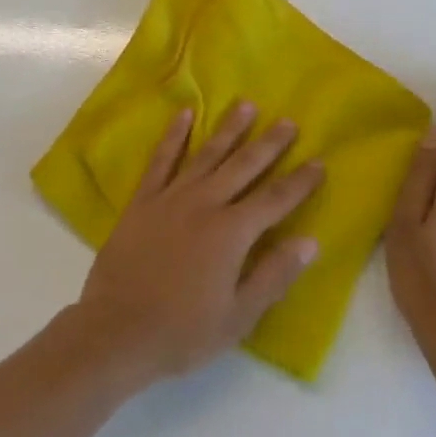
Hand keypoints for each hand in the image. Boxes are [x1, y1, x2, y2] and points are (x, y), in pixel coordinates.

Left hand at [73, 100, 324, 386]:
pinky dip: (175, 134)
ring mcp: (172, 196)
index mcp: (231, 233)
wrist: (115, 331)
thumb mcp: (238, 317)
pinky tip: (185, 113)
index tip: (319, 162)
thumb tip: (310, 241)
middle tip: (288, 121)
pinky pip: (163, 158)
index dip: (299, 182)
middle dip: (270, 143)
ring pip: (208, 153)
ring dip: (229, 128)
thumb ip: (274, 275)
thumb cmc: (182, 331)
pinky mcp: (144, 198)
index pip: (275, 200)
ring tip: (247, 104)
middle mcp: (206, 203)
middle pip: (244, 166)